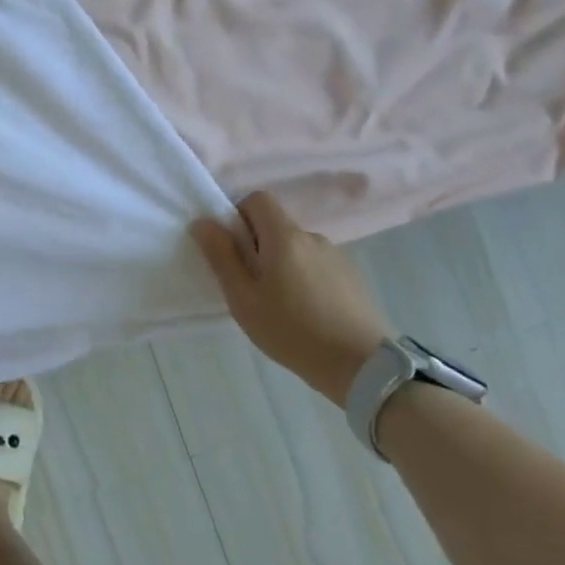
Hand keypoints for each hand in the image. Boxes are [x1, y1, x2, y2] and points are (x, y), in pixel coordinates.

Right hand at [192, 192, 393, 405]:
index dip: (239, 215)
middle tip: (250, 287)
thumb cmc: (291, 330)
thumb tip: (203, 222)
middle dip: (257, 247)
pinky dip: (304, 279)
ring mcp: (337, 256)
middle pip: (276, 226)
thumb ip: (222, 257)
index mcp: (284, 237)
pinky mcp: (352, 277)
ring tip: (280, 306)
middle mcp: (313, 237)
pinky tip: (306, 314)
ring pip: (296, 249)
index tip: (232, 249)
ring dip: (282, 265)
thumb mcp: (243, 298)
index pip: (258, 199)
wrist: (361, 365)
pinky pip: (317, 266)